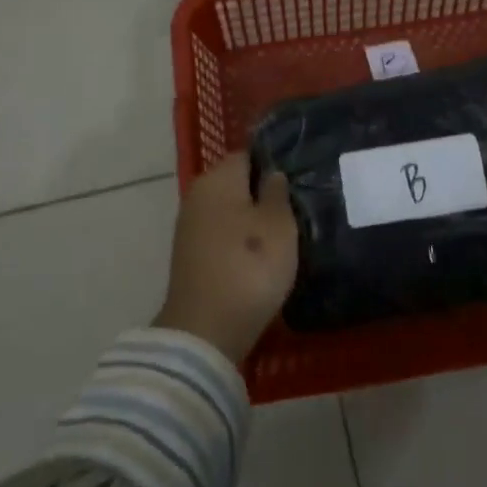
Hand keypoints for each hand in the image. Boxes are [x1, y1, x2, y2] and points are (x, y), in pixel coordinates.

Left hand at [155, 152, 299, 363]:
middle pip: (235, 183)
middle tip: (295, 207)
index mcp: (218, 178)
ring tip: (282, 234)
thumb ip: (277, 192)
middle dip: (262, 192)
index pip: (248, 155)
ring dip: (250, 219)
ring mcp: (189, 226)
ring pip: (228, 210)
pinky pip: (220, 235)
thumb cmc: (249, 266)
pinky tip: (258, 256)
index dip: (273, 163)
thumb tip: (272, 174)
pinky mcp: (189, 256)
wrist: (205, 331)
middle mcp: (198, 194)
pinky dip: (238, 241)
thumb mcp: (279, 225)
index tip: (297, 178)